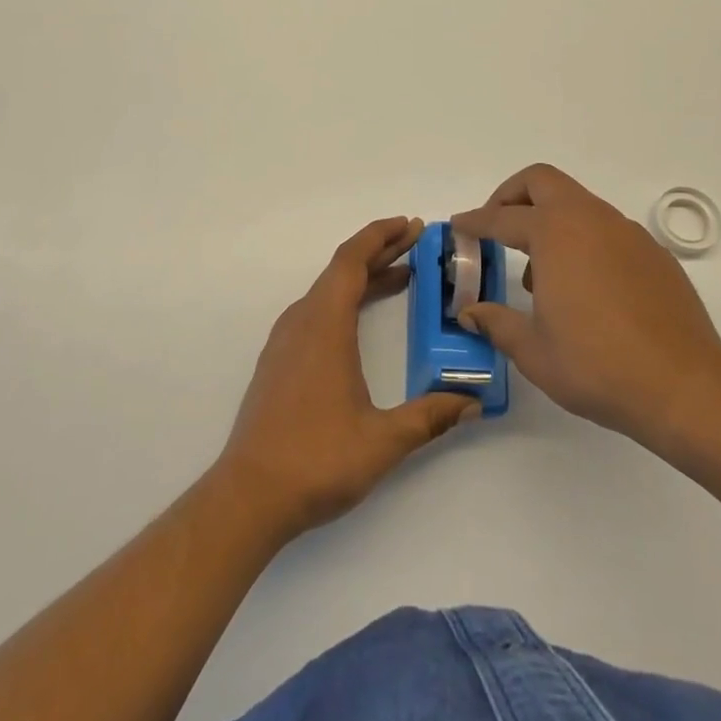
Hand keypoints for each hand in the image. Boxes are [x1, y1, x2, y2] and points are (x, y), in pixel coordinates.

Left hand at [214, 217, 478, 542]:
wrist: (248, 496)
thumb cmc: (316, 460)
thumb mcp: (383, 441)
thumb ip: (430, 417)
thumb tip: (472, 402)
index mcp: (324, 325)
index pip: (352, 260)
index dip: (381, 236)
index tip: (411, 225)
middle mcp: (302, 322)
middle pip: (341, 270)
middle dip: (380, 251)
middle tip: (417, 243)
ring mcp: (286, 341)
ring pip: (328, 290)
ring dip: (363, 277)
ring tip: (401, 276)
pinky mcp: (279, 361)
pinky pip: (317, 311)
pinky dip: (346, 300)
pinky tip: (362, 320)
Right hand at [454, 165, 720, 450]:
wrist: (685, 386)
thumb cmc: (598, 365)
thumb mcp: (534, 350)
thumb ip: (497, 323)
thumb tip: (471, 312)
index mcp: (555, 234)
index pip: (502, 218)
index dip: (475, 221)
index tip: (458, 226)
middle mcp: (591, 220)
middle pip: (542, 182)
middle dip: (512, 196)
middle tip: (496, 227)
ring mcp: (628, 233)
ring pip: (578, 204)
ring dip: (550, 221)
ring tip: (539, 274)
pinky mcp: (654, 254)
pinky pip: (607, 230)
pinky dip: (583, 240)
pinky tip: (585, 288)